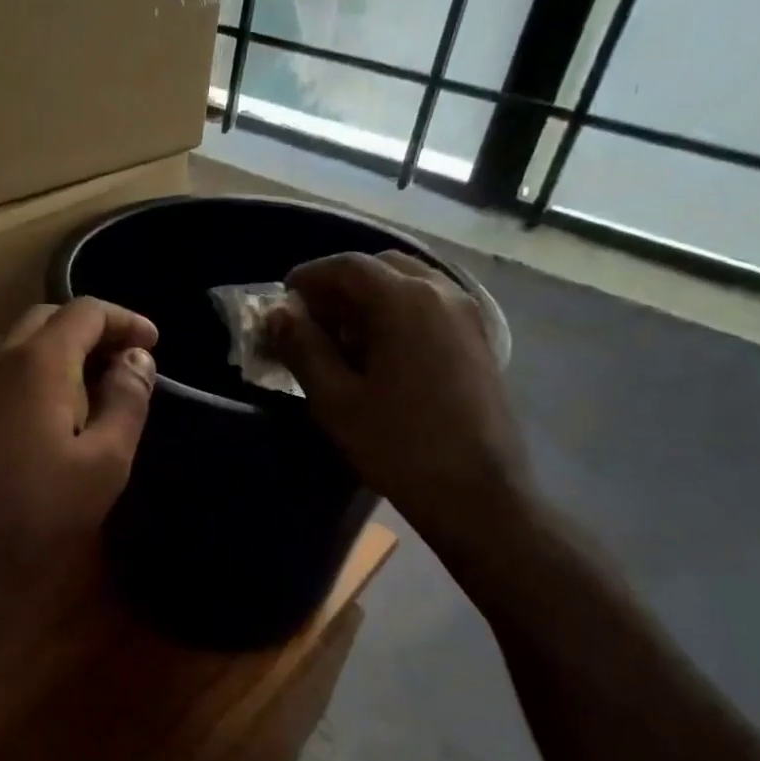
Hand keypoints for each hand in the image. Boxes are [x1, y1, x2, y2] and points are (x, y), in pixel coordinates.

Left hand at [0, 298, 158, 589]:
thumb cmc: (39, 515)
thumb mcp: (104, 462)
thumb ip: (126, 401)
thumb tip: (138, 357)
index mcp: (37, 363)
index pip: (84, 311)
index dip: (124, 319)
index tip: (154, 342)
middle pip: (47, 318)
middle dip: (91, 329)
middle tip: (126, 358)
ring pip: (20, 343)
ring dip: (60, 348)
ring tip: (95, 380)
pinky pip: (2, 371)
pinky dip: (36, 371)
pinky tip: (55, 409)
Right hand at [268, 251, 532, 553]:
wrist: (478, 494)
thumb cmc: (398, 445)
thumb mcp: (335, 399)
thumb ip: (303, 348)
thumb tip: (280, 315)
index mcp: (405, 301)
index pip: (348, 266)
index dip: (310, 277)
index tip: (283, 299)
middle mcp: (442, 294)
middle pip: (381, 267)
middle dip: (341, 286)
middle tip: (311, 319)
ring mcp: (468, 316)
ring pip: (409, 285)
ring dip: (370, 299)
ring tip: (342, 338)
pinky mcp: (479, 341)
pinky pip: (431, 307)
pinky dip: (398, 314)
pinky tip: (380, 354)